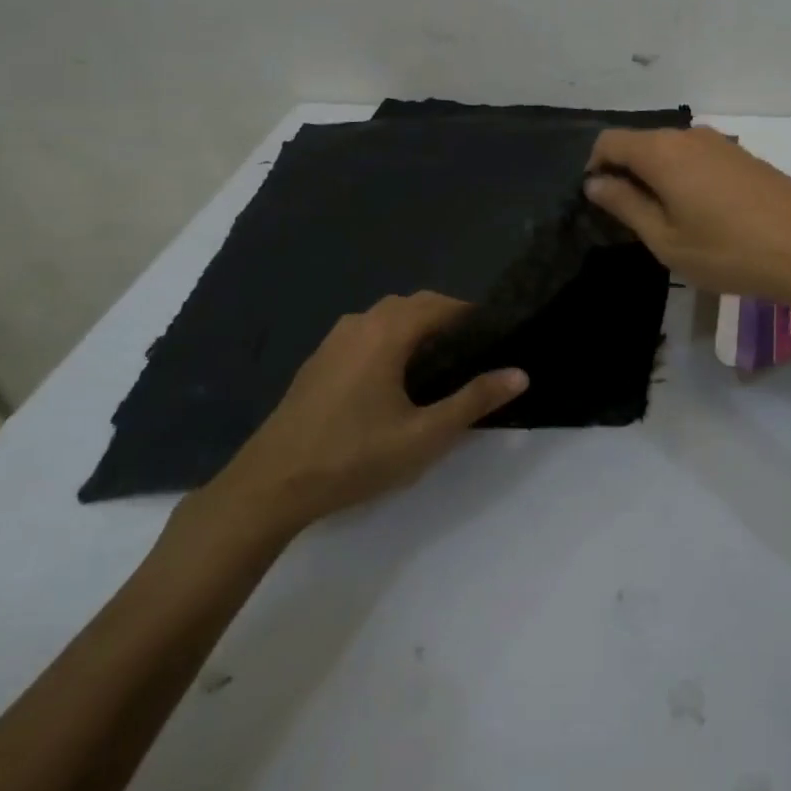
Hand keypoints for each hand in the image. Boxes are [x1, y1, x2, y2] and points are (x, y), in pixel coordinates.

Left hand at [199, 292, 527, 539]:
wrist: (270, 486)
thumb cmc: (354, 456)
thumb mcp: (424, 435)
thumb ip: (474, 400)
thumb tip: (520, 374)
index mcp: (388, 331)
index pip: (442, 305)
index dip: (473, 316)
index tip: (497, 336)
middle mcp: (361, 323)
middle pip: (415, 305)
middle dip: (448, 319)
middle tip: (475, 352)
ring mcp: (334, 340)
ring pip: (388, 317)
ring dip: (417, 328)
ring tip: (441, 362)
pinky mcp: (319, 361)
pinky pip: (366, 333)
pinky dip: (391, 340)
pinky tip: (396, 378)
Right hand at [585, 126, 790, 311]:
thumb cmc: (728, 250)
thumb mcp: (666, 239)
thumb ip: (625, 205)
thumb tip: (595, 182)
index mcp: (661, 151)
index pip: (609, 141)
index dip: (594, 168)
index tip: (599, 204)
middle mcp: (688, 135)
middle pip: (640, 143)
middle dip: (626, 174)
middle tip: (632, 222)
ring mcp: (721, 143)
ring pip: (671, 152)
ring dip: (657, 179)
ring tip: (669, 223)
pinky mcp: (744, 157)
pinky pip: (698, 159)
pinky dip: (685, 179)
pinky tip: (703, 216)